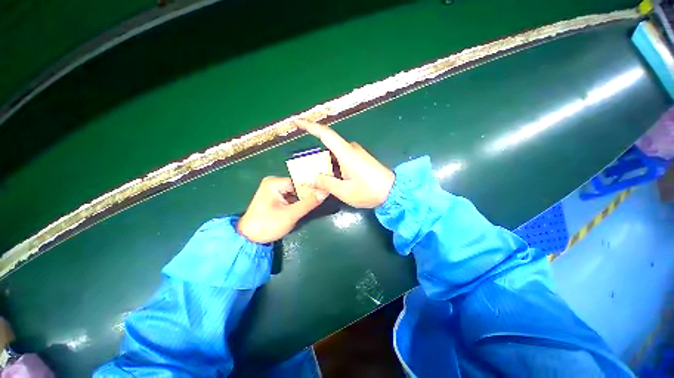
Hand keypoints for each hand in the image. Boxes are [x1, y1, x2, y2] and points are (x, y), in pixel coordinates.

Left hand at [237, 176, 324, 242]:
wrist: (249, 238)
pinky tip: (306, 206)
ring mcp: (274, 190)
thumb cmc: (267, 225)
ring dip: (304, 199)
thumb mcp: (290, 215)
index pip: (300, 182)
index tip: (324, 193)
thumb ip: (308, 203)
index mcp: (275, 183)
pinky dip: (298, 202)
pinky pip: (291, 197)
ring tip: (316, 203)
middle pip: (298, 186)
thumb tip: (324, 192)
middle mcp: (274, 182)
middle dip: (308, 194)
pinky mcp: (275, 197)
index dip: (312, 188)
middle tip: (322, 199)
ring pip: (296, 192)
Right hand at [295, 120, 394, 207]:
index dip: (310, 126)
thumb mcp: (344, 191)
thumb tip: (311, 178)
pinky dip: (334, 167)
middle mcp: (351, 149)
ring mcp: (357, 153)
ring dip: (326, 165)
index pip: (325, 134)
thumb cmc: (369, 191)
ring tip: (319, 179)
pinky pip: (342, 159)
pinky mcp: (360, 159)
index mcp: (346, 153)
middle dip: (317, 158)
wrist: (393, 191)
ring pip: (335, 155)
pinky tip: (332, 179)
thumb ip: (326, 183)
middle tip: (309, 172)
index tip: (297, 122)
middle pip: (328, 147)